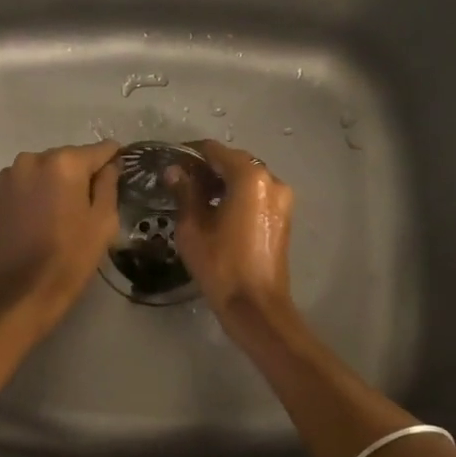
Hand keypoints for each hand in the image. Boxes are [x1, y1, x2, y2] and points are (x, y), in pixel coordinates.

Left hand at [0, 141, 120, 332]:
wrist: (19, 292)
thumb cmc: (69, 258)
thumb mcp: (103, 222)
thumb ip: (109, 185)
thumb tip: (110, 164)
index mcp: (64, 163)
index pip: (99, 150)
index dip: (113, 162)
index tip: (118, 178)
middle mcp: (32, 159)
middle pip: (68, 159)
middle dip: (80, 176)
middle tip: (89, 206)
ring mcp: (9, 177)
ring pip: (43, 172)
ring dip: (54, 185)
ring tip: (61, 216)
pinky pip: (24, 186)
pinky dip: (34, 196)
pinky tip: (39, 222)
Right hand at [171, 140, 295, 324]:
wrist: (256, 305)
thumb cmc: (221, 265)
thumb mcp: (193, 227)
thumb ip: (185, 192)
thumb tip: (174, 170)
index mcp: (250, 177)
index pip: (215, 151)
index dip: (191, 154)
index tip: (171, 162)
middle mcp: (271, 180)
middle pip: (234, 161)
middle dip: (208, 167)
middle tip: (181, 181)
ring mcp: (282, 199)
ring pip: (247, 178)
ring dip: (223, 182)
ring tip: (196, 198)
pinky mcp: (283, 216)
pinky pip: (257, 194)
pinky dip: (237, 195)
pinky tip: (217, 211)